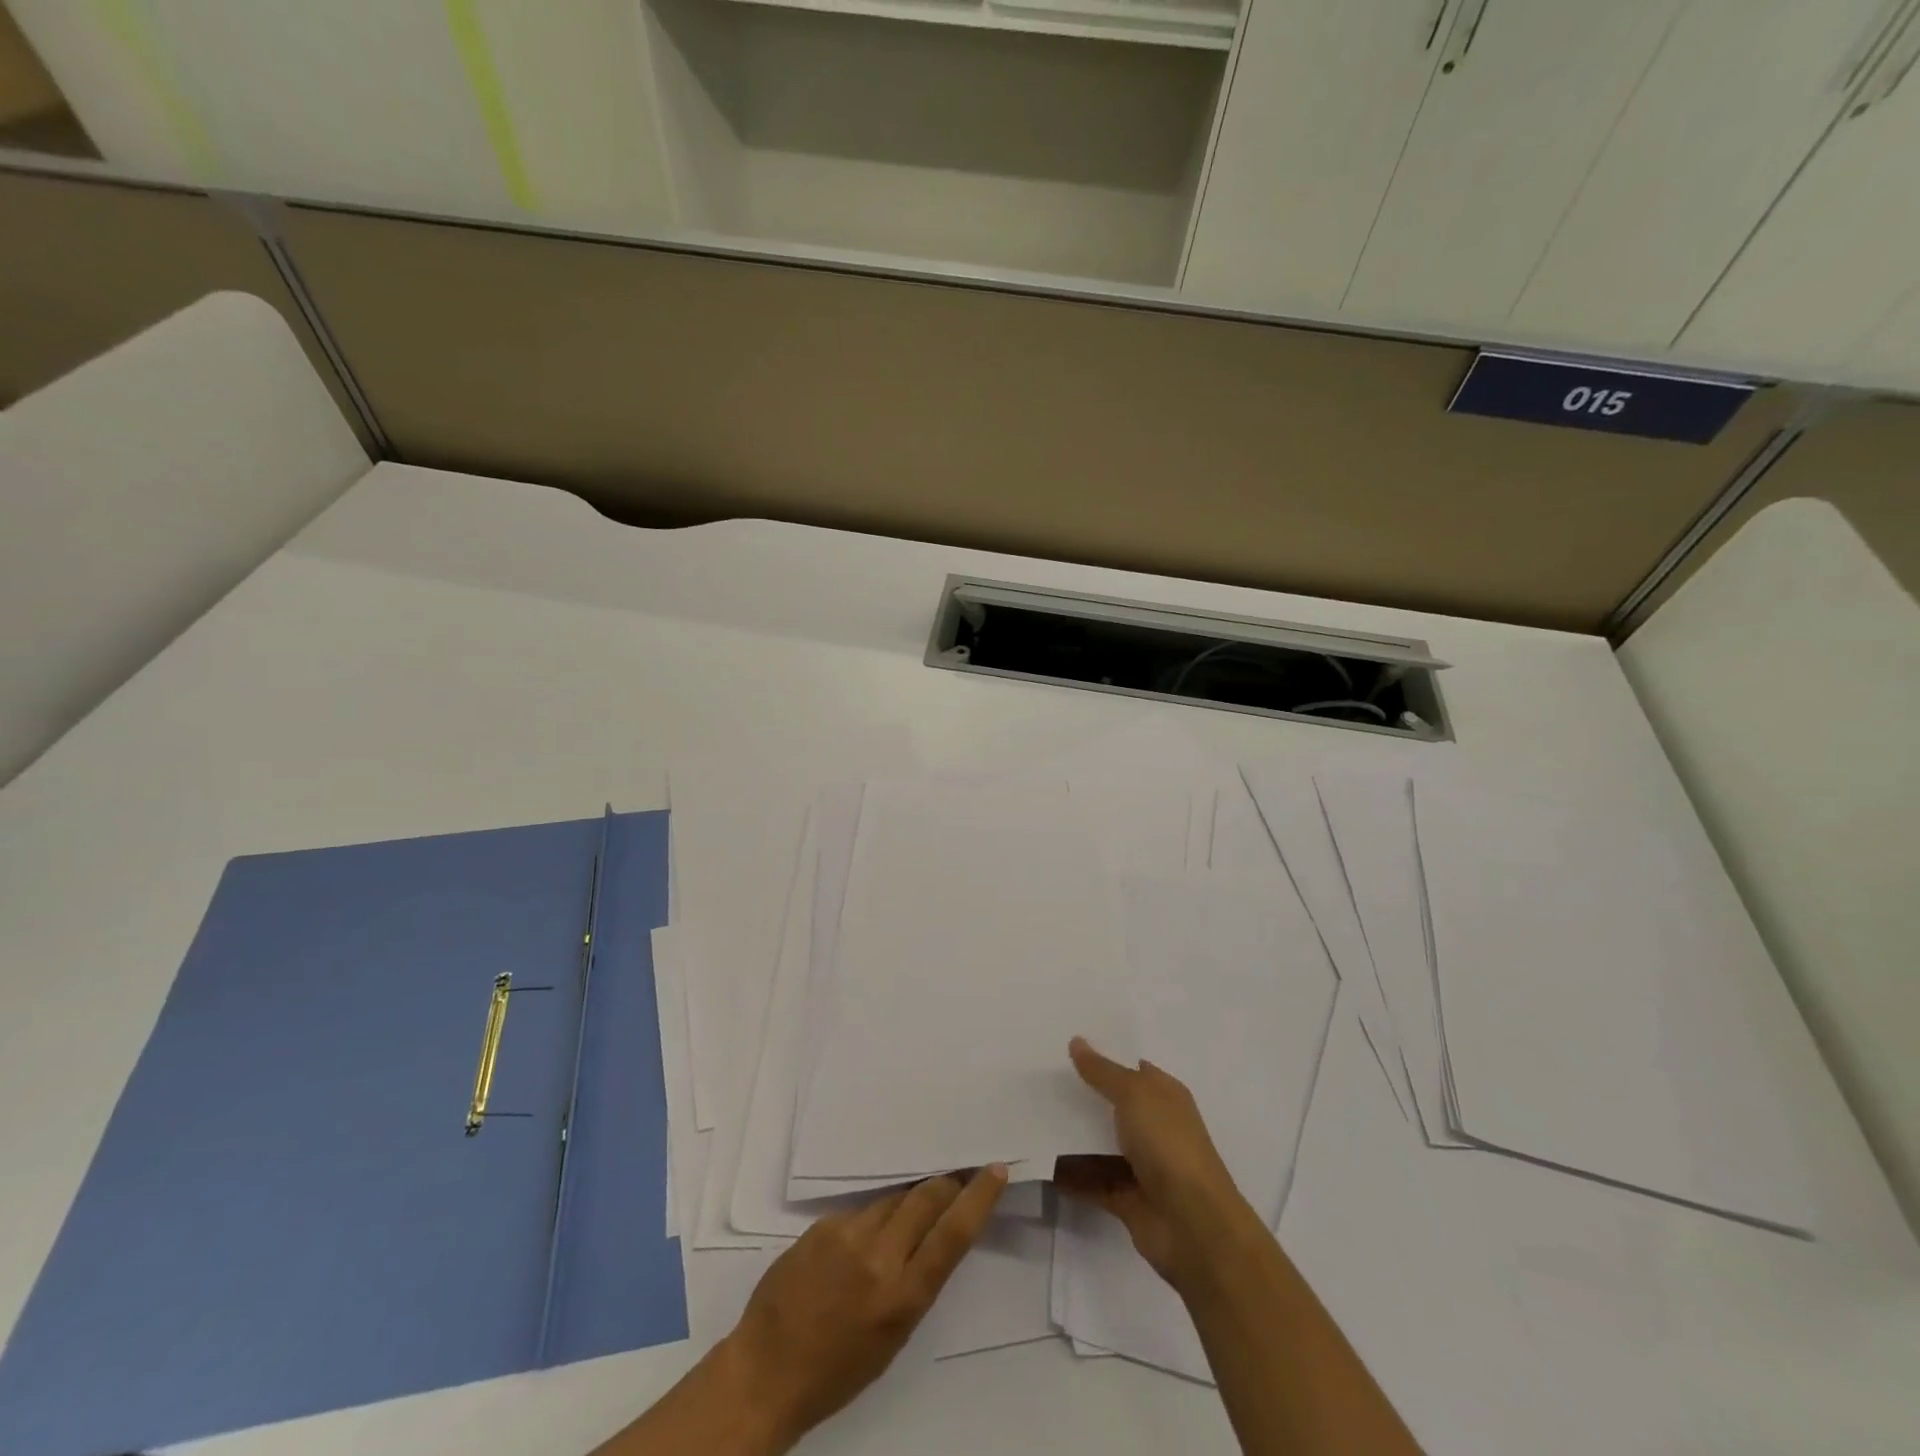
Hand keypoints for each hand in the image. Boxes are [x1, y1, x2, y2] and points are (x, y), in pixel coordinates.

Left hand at [724, 1166, 1006, 1449]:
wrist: (766, 1371)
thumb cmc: (838, 1370)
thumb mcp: (893, 1337)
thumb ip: (916, 1281)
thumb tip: (932, 1235)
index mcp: (903, 1296)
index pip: (953, 1233)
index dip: (978, 1197)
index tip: (995, 1169)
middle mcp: (880, 1256)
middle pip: (926, 1198)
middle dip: (946, 1184)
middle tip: (957, 1176)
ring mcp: (848, 1234)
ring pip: (893, 1199)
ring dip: (907, 1202)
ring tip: (907, 1214)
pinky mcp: (823, 1224)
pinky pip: (860, 1211)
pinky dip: (871, 1218)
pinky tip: (859, 1241)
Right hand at [1056, 1038, 1258, 1295]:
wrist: (1193, 1225)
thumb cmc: (1168, 1144)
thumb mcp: (1134, 1094)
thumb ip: (1102, 1071)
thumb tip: (1077, 1042)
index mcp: (1164, 1096)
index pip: (1131, 1068)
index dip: (1102, 1057)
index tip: (1063, 1046)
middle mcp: (1154, 1126)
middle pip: (1110, 1105)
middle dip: (1079, 1095)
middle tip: (1038, 1080)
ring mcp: (1140, 1164)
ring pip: (1097, 1143)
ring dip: (1069, 1135)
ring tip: (1028, 1117)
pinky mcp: (1125, 1198)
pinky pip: (1090, 1180)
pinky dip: (1068, 1174)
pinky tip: (1037, 1160)